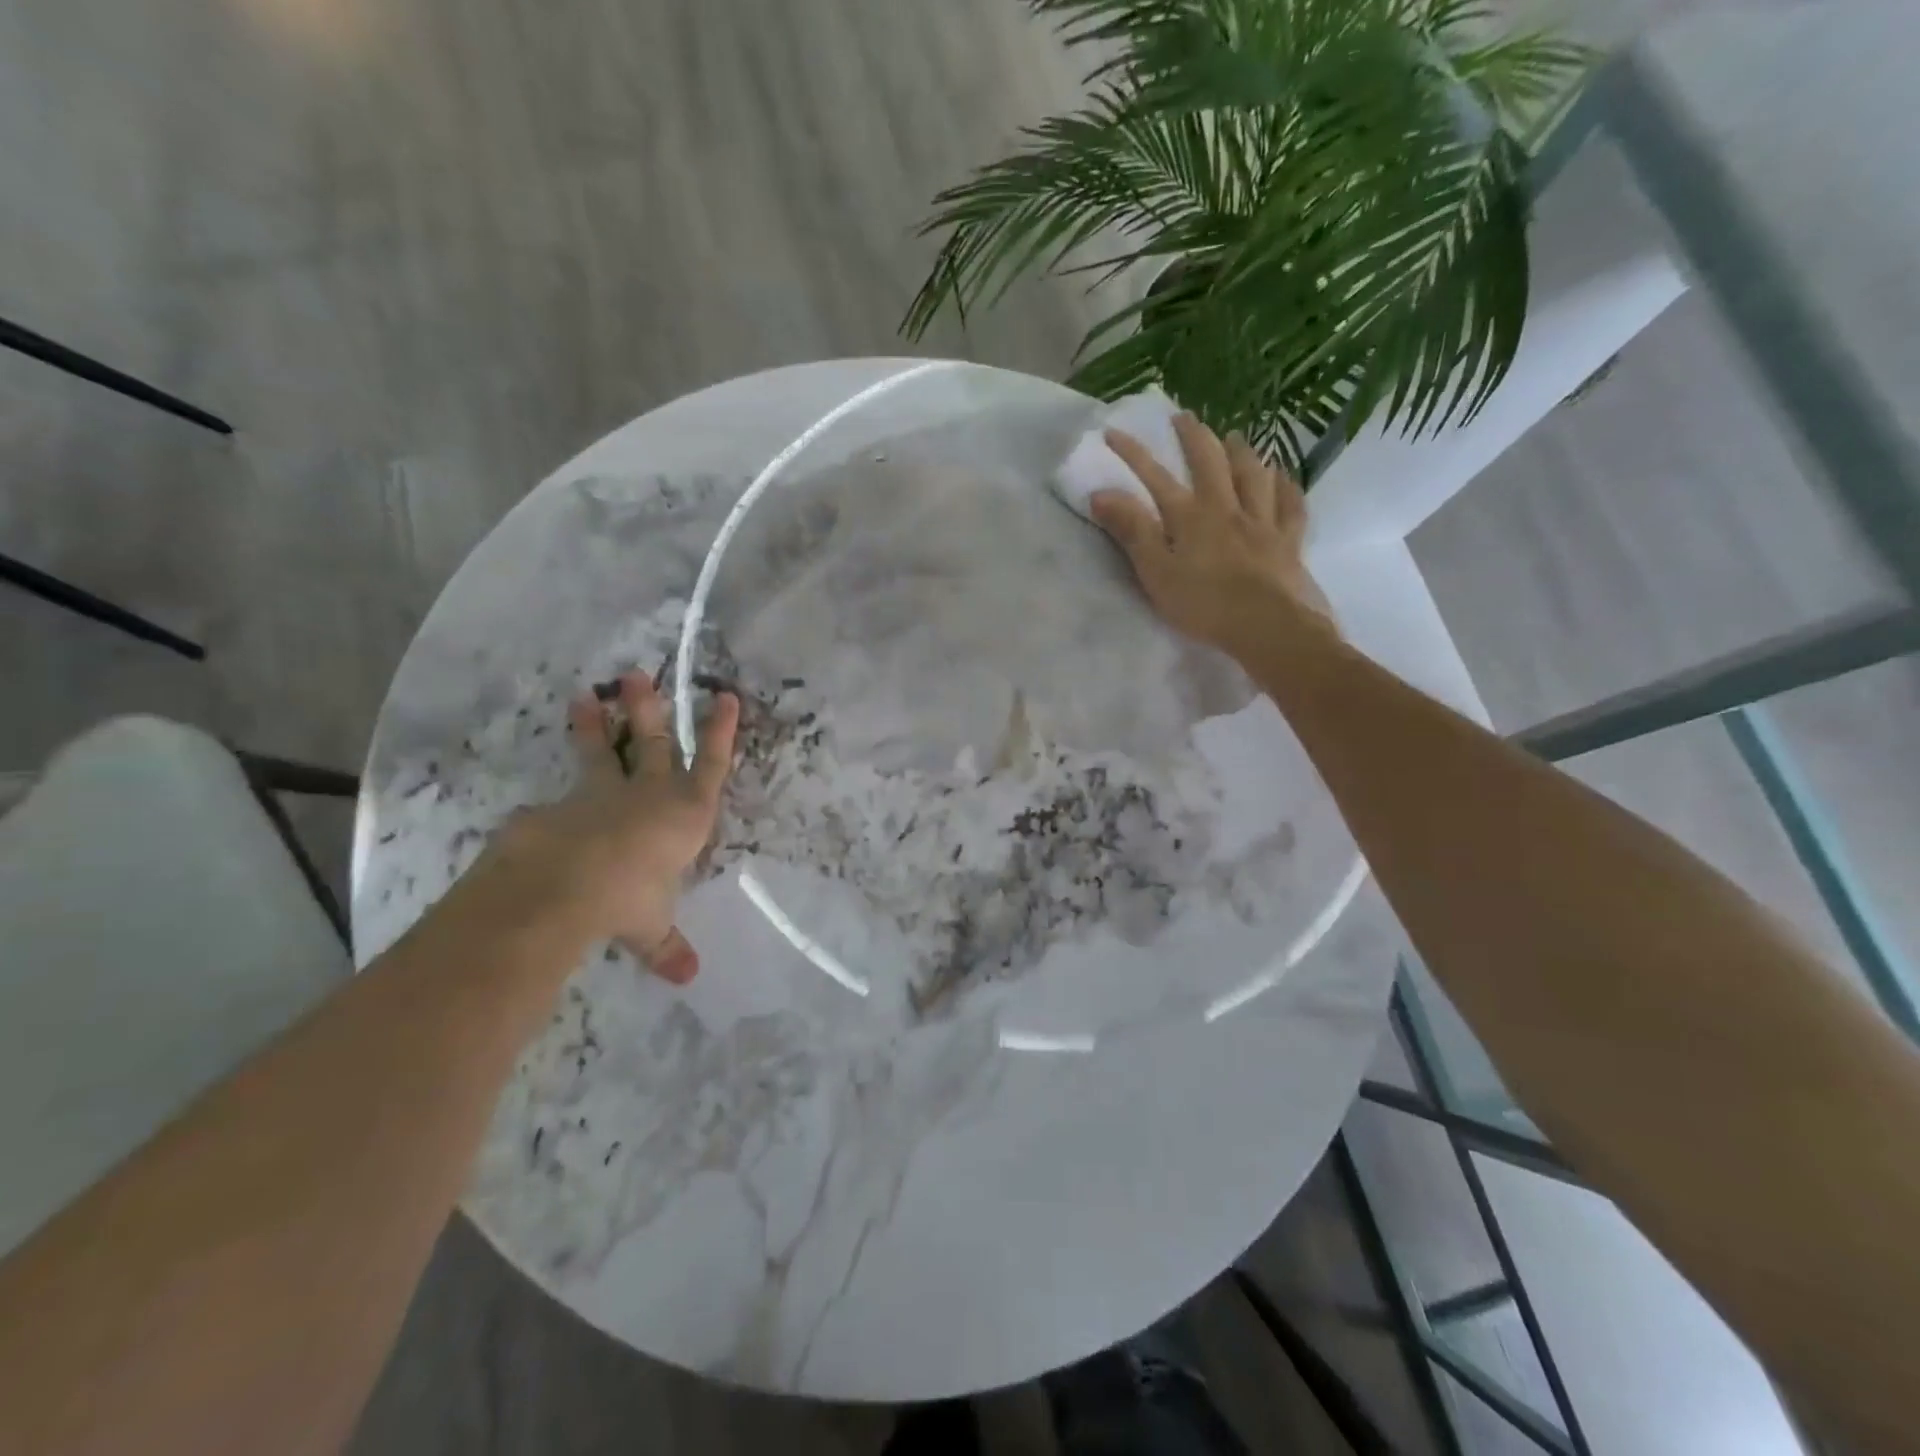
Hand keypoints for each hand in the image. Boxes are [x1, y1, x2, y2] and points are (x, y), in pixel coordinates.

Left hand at [477, 673, 738, 982]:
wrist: (564, 886)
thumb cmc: (630, 898)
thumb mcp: (652, 928)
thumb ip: (667, 946)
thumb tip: (688, 976)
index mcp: (685, 816)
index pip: (712, 766)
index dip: (721, 732)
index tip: (726, 696)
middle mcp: (647, 794)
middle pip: (654, 743)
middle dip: (650, 709)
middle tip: (637, 675)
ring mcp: (599, 795)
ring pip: (602, 753)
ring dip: (596, 726)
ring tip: (585, 696)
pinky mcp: (556, 807)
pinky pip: (559, 801)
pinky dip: (555, 805)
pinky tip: (540, 813)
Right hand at [1091, 413, 1334, 661]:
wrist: (1266, 626)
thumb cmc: (1203, 604)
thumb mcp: (1155, 571)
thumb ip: (1131, 531)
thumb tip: (1100, 493)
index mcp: (1190, 517)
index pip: (1156, 477)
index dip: (1133, 454)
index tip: (1113, 432)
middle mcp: (1227, 508)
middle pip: (1210, 463)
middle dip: (1194, 438)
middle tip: (1185, 418)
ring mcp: (1262, 522)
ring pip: (1253, 476)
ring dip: (1242, 453)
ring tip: (1236, 437)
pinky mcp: (1288, 542)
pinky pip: (1290, 505)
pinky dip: (1286, 486)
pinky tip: (1283, 476)